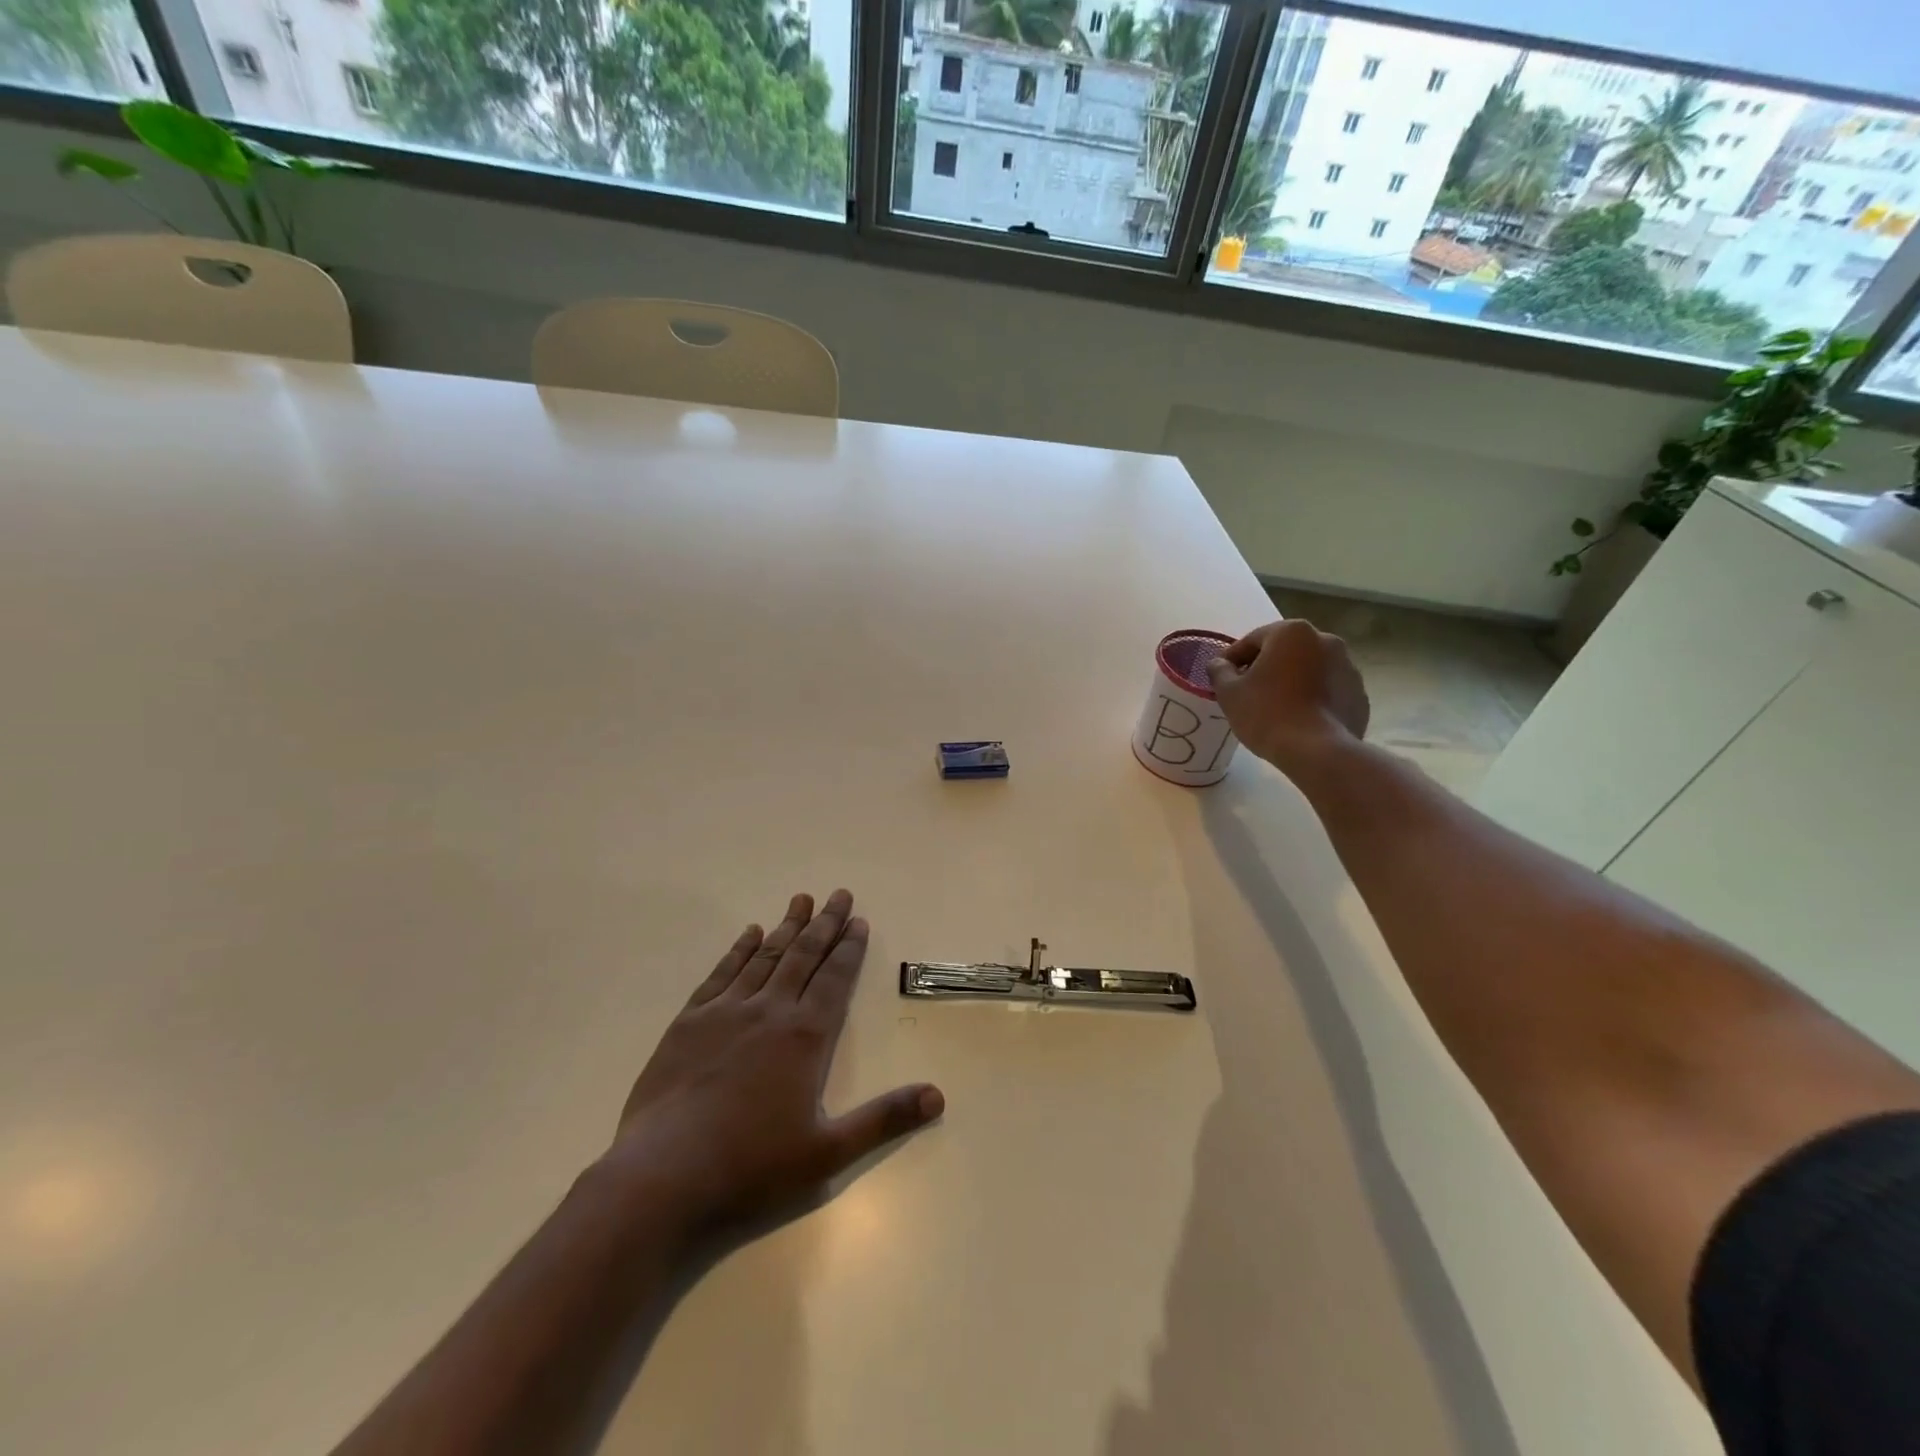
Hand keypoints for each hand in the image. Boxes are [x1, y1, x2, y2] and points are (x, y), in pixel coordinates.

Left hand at [599, 890, 943, 1242]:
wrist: (661, 1176)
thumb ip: (883, 1120)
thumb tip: (938, 1096)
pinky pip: (721, 974)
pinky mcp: (689, 1022)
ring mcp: (725, 1012)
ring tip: (801, 900)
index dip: (849, 949)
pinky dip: (739, 950)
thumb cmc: (750, 1166)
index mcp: (804, 1037)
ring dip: (786, 927)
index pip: (835, 979)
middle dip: (825, 924)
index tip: (859, 921)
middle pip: (803, 957)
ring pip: (765, 957)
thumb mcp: (827, 1153)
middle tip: (839, 895)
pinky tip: (749, 934)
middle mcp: (769, 1011)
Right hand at [1205, 620, 1369, 775]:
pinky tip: (1298, 720)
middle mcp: (1326, 640)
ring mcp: (1348, 667)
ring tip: (1274, 708)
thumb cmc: (1267, 713)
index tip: (1221, 678)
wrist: (1317, 750)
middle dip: (1265, 668)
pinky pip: (1327, 690)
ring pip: (1308, 670)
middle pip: (1284, 651)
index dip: (1232, 659)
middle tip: (1247, 692)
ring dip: (1291, 682)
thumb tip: (1219, 664)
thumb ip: (1220, 671)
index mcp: (1292, 632)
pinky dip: (1312, 698)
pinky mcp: (1359, 694)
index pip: (1252, 640)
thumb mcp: (1229, 692)